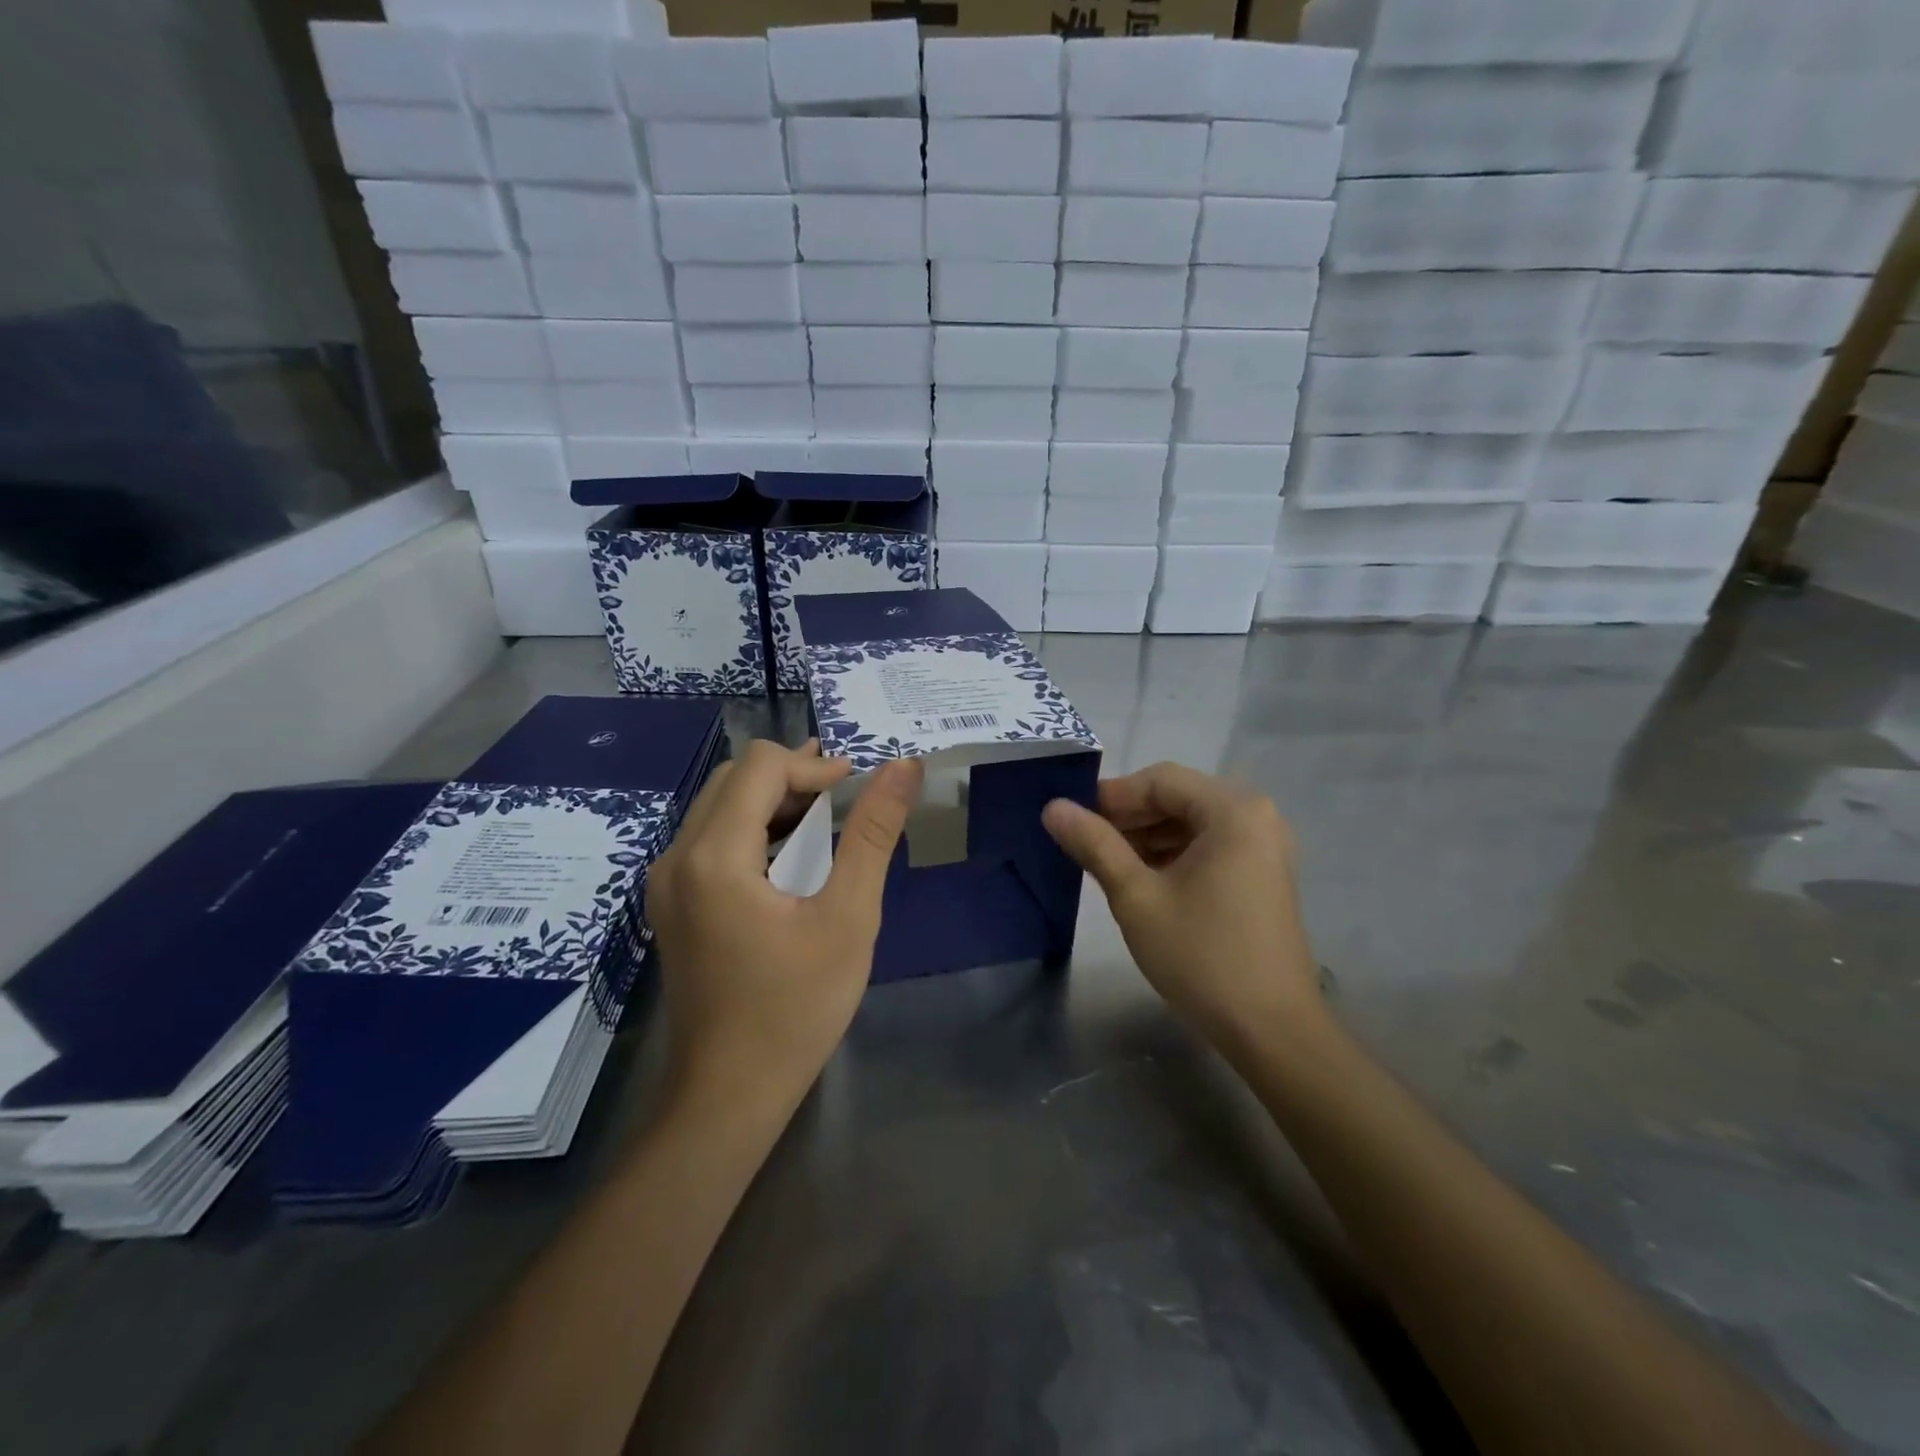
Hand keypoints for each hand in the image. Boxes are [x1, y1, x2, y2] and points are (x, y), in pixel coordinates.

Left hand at [647, 739, 923, 1111]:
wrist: (729, 1094)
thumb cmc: (796, 1009)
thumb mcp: (848, 918)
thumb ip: (873, 834)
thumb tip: (903, 766)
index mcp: (714, 856)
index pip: (762, 767)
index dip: (815, 765)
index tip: (859, 788)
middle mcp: (677, 857)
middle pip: (736, 778)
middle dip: (794, 776)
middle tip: (846, 800)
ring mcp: (667, 882)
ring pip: (721, 804)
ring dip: (775, 800)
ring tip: (828, 816)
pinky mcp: (672, 902)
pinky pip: (712, 837)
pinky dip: (755, 828)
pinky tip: (792, 853)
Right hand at [1042, 763, 1326, 1052]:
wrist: (1271, 1029)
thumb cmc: (1201, 955)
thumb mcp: (1136, 896)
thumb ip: (1094, 844)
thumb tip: (1053, 807)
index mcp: (1233, 810)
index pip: (1160, 780)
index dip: (1112, 796)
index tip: (1072, 820)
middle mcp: (1256, 816)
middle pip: (1178, 798)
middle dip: (1129, 818)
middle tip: (1084, 843)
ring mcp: (1264, 846)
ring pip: (1192, 823)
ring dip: (1148, 837)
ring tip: (1106, 864)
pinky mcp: (1263, 874)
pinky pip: (1209, 846)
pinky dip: (1172, 855)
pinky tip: (1141, 879)